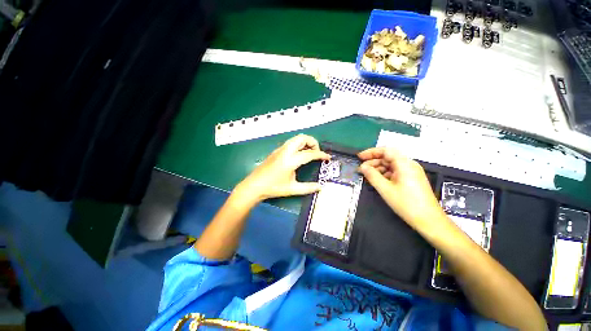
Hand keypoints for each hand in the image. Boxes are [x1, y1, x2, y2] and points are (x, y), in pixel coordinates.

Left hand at [236, 134, 330, 202]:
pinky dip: (298, 145)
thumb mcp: (292, 189)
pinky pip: (290, 143)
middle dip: (313, 142)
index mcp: (291, 160)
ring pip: (296, 139)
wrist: (254, 186)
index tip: (328, 157)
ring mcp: (280, 150)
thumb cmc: (273, 188)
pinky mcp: (276, 151)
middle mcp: (286, 151)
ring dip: (305, 142)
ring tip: (309, 153)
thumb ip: (308, 187)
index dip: (321, 154)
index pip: (310, 153)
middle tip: (317, 152)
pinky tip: (298, 155)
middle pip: (302, 138)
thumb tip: (320, 187)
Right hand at [358, 147, 445, 228]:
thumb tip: (362, 167)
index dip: (371, 152)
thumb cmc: (407, 204)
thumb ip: (372, 175)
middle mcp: (409, 165)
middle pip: (388, 157)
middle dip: (373, 161)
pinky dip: (385, 174)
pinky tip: (378, 180)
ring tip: (367, 175)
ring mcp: (411, 172)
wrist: (429, 220)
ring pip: (391, 165)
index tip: (359, 157)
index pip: (386, 150)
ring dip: (378, 168)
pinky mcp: (412, 179)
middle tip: (361, 169)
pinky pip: (396, 171)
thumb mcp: (385, 189)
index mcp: (404, 164)